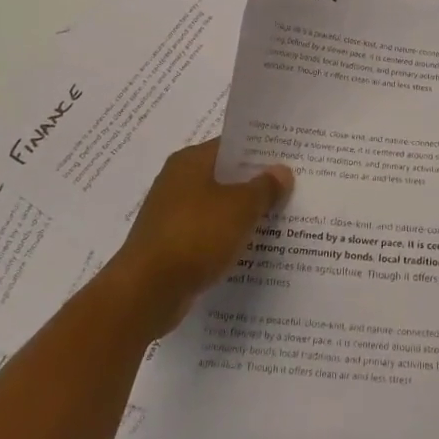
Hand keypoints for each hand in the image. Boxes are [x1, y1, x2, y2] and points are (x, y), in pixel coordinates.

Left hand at [106, 139, 292, 336]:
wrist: (145, 293)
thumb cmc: (195, 237)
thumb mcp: (240, 208)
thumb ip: (264, 187)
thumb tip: (282, 171)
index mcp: (190, 161)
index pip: (232, 145)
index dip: (261, 150)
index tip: (290, 157)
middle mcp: (177, 181)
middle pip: (225, 175)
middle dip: (256, 184)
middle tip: (292, 188)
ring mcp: (171, 214)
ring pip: (217, 206)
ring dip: (242, 214)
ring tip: (279, 219)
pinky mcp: (170, 244)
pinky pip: (207, 233)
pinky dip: (227, 238)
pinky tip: (251, 248)